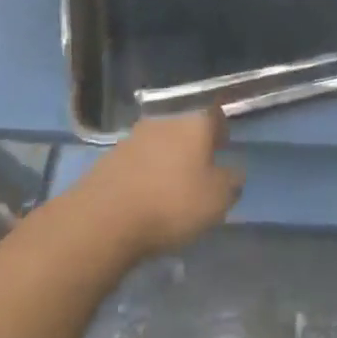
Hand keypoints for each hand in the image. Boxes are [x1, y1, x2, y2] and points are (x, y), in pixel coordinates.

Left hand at [76, 110, 242, 259]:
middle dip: (192, 146)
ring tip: (169, 187)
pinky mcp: (107, 159)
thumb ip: (230, 182)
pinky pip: (136, 162)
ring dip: (165, 160)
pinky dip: (143, 174)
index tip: (224, 147)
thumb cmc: (172, 204)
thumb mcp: (217, 200)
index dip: (220, 131)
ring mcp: (131, 138)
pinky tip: (144, 196)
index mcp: (194, 124)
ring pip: (158, 144)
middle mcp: (164, 122)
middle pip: (184, 129)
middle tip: (199, 169)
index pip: (215, 116)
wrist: (103, 220)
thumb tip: (233, 172)